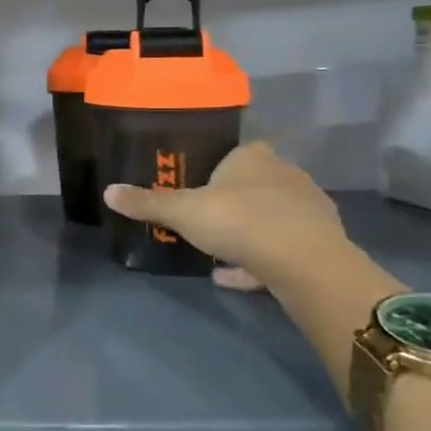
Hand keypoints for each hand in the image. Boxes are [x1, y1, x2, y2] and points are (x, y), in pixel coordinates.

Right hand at [103, 143, 347, 290]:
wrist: (306, 263)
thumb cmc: (239, 220)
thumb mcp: (182, 212)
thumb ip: (147, 203)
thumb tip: (108, 191)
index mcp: (253, 157)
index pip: (234, 153)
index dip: (214, 168)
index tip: (196, 187)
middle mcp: (285, 175)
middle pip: (254, 184)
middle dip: (231, 201)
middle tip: (203, 220)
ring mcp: (309, 209)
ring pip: (271, 216)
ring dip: (247, 232)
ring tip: (218, 252)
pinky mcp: (323, 243)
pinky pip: (283, 248)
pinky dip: (259, 260)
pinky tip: (233, 277)